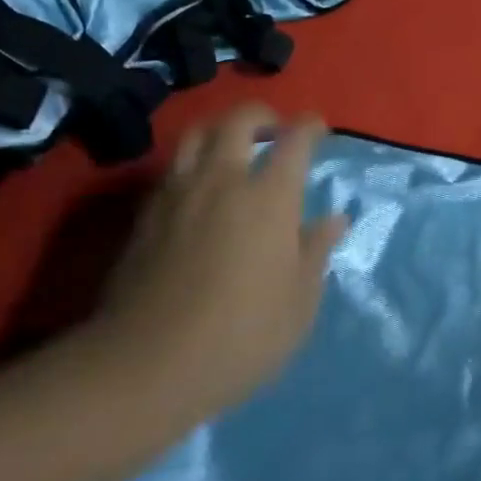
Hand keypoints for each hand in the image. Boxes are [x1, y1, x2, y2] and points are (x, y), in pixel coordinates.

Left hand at [90, 104, 346, 429]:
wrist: (147, 364)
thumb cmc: (241, 335)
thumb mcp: (299, 302)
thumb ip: (316, 251)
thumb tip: (334, 219)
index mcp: (270, 197)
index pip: (295, 141)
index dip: (310, 127)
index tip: (319, 128)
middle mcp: (223, 180)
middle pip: (239, 120)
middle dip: (262, 115)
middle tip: (275, 129)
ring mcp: (179, 194)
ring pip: (197, 135)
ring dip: (221, 130)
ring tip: (233, 148)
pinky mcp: (146, 215)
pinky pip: (172, 168)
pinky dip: (192, 162)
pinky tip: (199, 188)